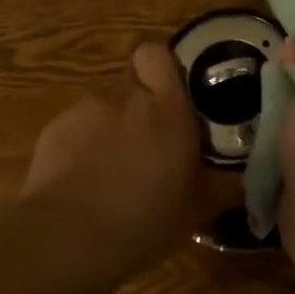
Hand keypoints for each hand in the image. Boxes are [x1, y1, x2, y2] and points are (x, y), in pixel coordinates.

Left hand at [19, 42, 201, 275]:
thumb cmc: (144, 220)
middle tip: (143, 145)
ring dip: (107, 131)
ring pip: (101, 109)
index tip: (167, 95)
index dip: (159, 68)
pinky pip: (73, 131)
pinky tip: (79, 185)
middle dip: (136, 107)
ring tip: (107, 174)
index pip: (156, 54)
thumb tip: (241, 183)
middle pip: (131, 85)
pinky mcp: (53, 130)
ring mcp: (85, 111)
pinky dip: (78, 149)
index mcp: (166, 108)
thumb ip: (221, 186)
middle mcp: (126, 97)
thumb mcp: (197, 210)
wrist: (69, 239)